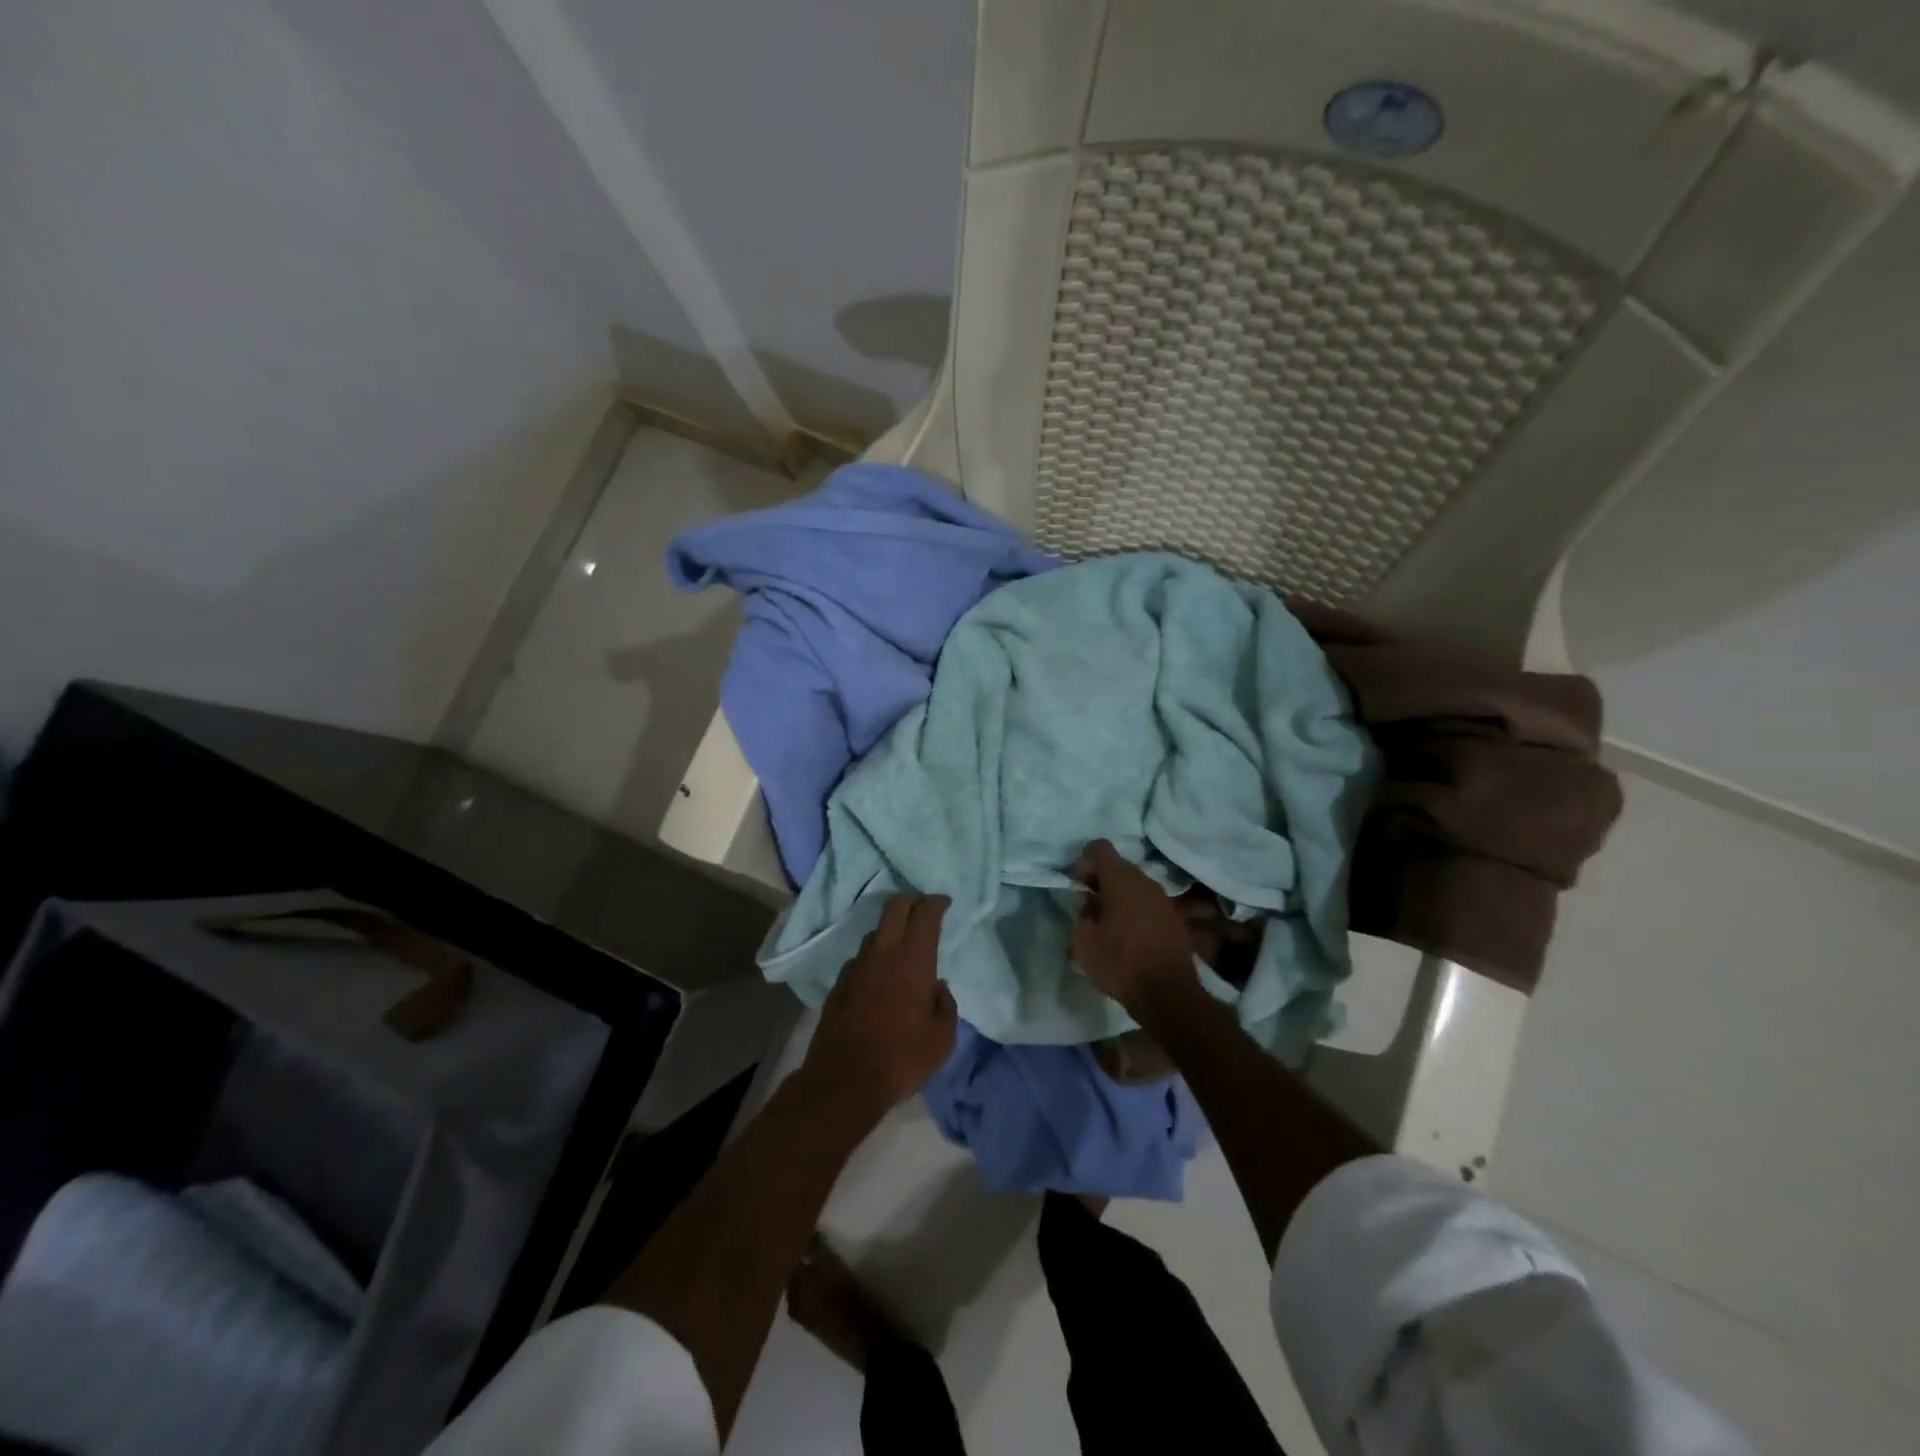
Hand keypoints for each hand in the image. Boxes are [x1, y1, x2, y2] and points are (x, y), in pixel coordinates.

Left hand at [803, 894, 956, 1116]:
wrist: (844, 1081)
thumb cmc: (902, 1058)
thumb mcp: (942, 1038)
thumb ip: (945, 1005)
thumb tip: (938, 988)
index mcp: (913, 959)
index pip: (925, 912)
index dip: (936, 902)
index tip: (944, 903)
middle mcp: (883, 953)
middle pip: (894, 906)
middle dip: (911, 900)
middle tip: (923, 910)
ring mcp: (856, 966)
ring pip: (875, 932)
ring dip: (891, 931)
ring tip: (902, 949)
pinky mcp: (838, 984)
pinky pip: (861, 959)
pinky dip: (874, 958)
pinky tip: (879, 979)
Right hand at [1071, 840, 1199, 1016]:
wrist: (1169, 995)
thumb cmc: (1120, 963)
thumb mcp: (1084, 940)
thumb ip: (1082, 912)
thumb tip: (1090, 903)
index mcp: (1122, 879)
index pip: (1099, 847)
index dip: (1083, 862)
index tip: (1078, 888)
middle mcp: (1146, 881)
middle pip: (1118, 865)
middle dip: (1100, 880)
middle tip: (1088, 908)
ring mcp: (1164, 899)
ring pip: (1134, 885)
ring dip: (1118, 897)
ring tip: (1107, 925)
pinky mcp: (1175, 918)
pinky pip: (1147, 903)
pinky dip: (1134, 911)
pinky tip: (1128, 937)